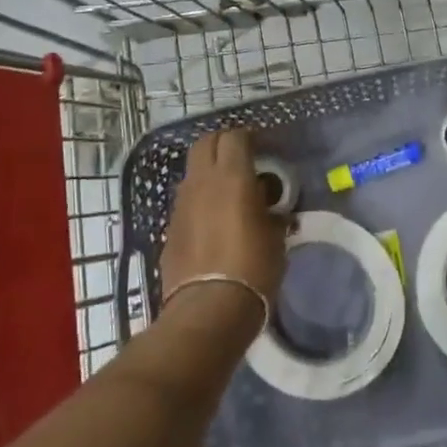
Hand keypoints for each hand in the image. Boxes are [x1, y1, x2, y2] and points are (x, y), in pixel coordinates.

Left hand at [160, 129, 286, 330]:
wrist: (208, 309)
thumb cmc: (253, 269)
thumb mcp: (276, 238)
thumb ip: (272, 213)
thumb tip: (269, 206)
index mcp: (232, 177)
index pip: (235, 136)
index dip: (250, 137)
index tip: (264, 148)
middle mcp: (202, 182)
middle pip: (206, 143)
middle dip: (223, 144)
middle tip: (243, 159)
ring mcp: (181, 204)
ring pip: (193, 171)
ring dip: (209, 172)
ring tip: (230, 192)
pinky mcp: (171, 227)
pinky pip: (186, 201)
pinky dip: (200, 199)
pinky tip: (215, 221)